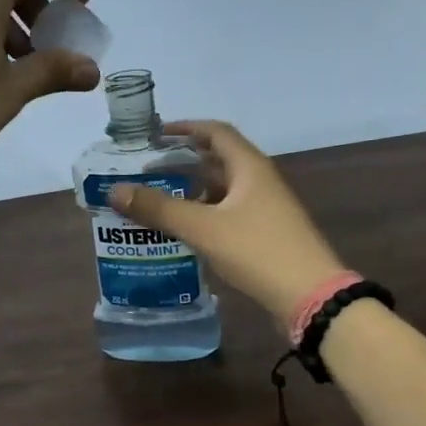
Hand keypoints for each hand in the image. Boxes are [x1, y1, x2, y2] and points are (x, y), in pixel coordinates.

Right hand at [107, 121, 348, 331]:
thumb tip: (115, 191)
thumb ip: (159, 209)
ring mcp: (265, 210)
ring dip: (192, 191)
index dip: (185, 128)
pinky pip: (228, 215)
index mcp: (249, 167)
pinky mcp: (265, 235)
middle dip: (183, 162)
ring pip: (222, 191)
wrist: (310, 296)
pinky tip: (184, 231)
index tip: (155, 134)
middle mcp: (259, 182)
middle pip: (218, 160)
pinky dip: (204, 216)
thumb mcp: (203, 228)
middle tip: (147, 169)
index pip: (216, 132)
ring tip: (157, 200)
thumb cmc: (258, 251)